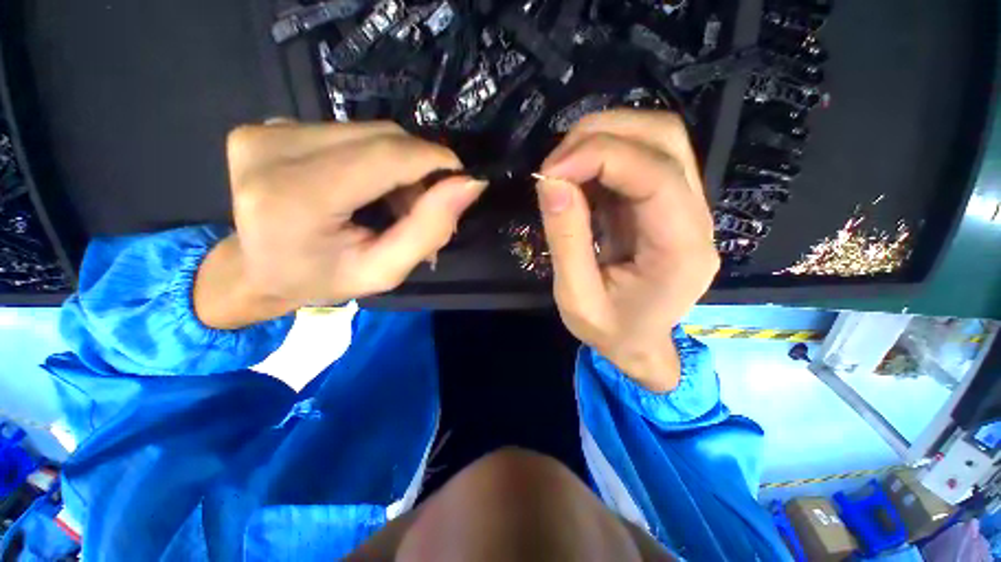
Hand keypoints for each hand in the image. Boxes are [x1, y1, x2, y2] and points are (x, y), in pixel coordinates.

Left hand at [194, 122, 485, 328]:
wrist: (256, 270)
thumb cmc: (324, 279)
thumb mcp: (385, 271)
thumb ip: (429, 229)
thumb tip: (470, 183)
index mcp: (298, 198)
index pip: (387, 156)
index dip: (434, 160)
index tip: (461, 180)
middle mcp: (273, 151)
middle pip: (380, 138)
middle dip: (418, 168)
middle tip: (424, 205)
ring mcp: (265, 131)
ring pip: (367, 131)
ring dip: (397, 164)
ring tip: (394, 202)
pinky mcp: (268, 125)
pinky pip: (346, 131)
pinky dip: (372, 156)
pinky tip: (366, 185)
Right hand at [535, 110, 719, 391]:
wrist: (638, 343)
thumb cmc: (610, 330)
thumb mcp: (576, 298)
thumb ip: (566, 240)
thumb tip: (550, 182)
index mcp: (681, 249)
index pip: (655, 175)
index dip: (599, 157)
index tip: (548, 173)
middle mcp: (696, 217)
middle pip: (664, 139)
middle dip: (601, 135)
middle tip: (553, 164)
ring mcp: (685, 205)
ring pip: (656, 138)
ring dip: (602, 138)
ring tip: (562, 166)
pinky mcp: (665, 202)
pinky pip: (639, 157)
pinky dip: (602, 156)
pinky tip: (576, 176)